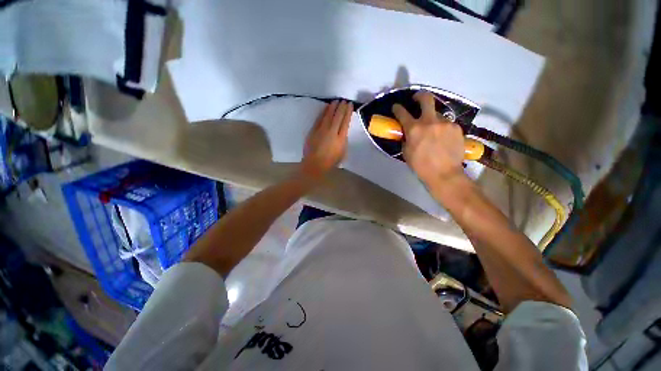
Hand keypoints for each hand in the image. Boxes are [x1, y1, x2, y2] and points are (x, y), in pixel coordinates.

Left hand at [299, 100, 352, 180]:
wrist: (315, 164)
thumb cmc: (330, 162)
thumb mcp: (342, 153)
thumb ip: (343, 141)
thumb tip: (343, 132)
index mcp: (341, 138)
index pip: (345, 122)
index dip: (348, 112)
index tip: (350, 105)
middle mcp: (332, 132)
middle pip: (338, 116)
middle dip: (341, 107)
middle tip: (344, 100)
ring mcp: (322, 130)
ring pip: (328, 115)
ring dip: (333, 107)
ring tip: (336, 101)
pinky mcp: (314, 130)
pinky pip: (319, 119)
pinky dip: (323, 112)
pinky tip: (326, 108)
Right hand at [392, 91, 464, 187]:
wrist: (444, 173)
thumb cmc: (421, 166)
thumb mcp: (406, 152)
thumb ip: (406, 138)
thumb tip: (407, 132)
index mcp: (414, 129)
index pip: (402, 113)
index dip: (397, 108)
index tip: (396, 107)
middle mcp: (430, 121)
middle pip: (426, 99)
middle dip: (419, 96)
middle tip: (417, 99)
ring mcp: (445, 123)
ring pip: (437, 114)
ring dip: (433, 120)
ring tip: (434, 131)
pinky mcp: (456, 127)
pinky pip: (447, 124)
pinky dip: (442, 129)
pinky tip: (443, 139)